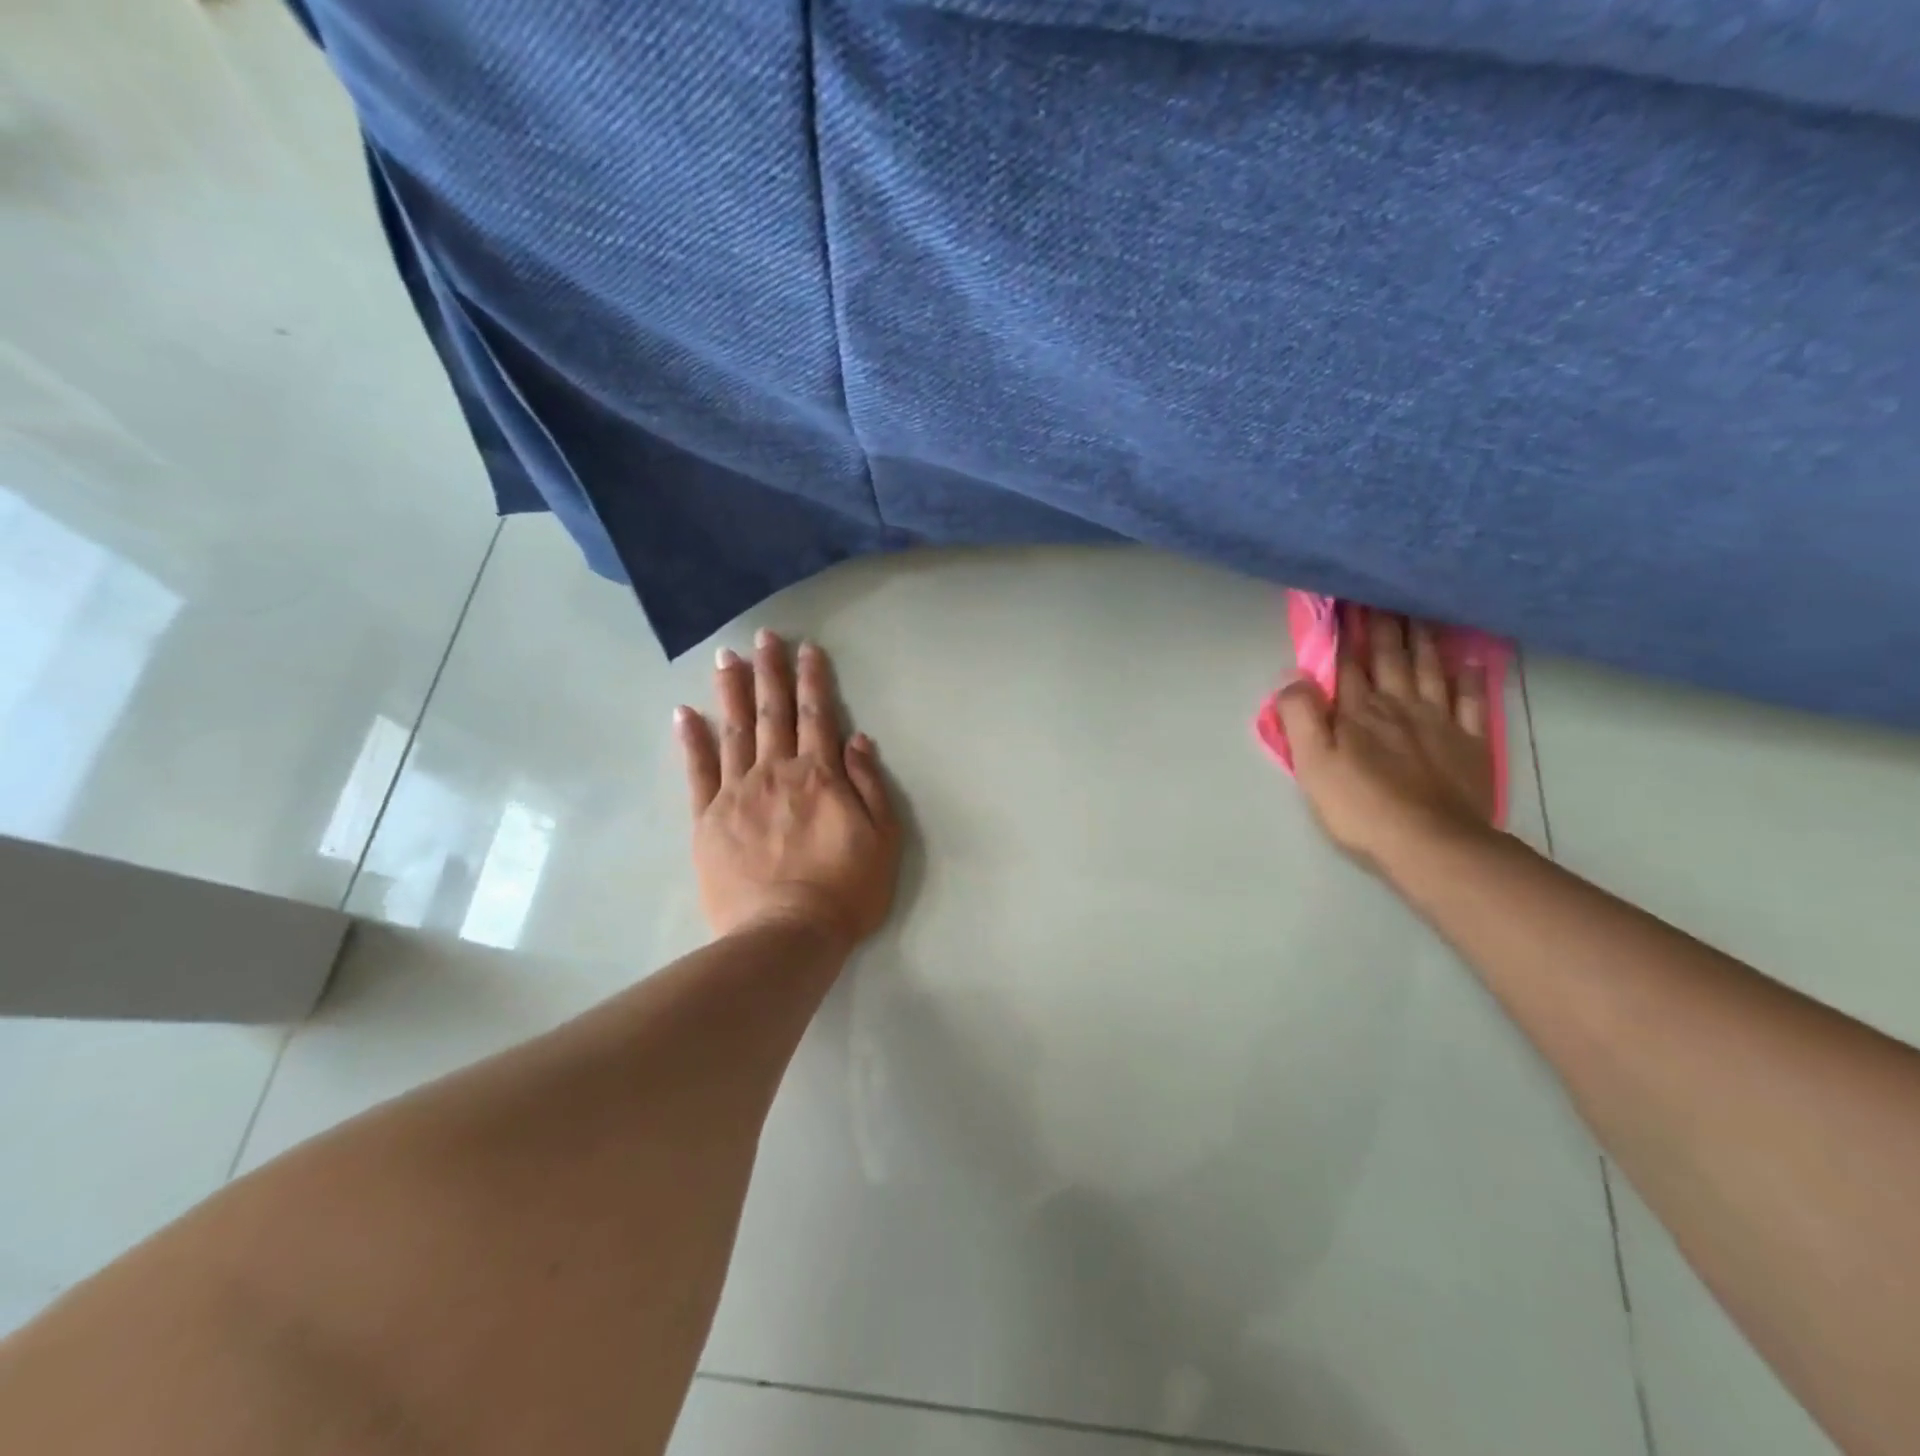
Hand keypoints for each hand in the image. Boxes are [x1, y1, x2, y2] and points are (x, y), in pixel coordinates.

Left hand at [676, 630, 900, 949]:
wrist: (787, 935)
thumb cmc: (845, 891)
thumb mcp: (883, 839)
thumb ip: (869, 784)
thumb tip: (857, 738)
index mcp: (820, 775)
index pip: (817, 715)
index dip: (813, 679)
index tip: (807, 648)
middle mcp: (777, 772)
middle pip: (774, 712)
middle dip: (770, 671)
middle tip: (763, 636)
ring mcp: (737, 793)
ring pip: (734, 731)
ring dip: (731, 691)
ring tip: (727, 658)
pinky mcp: (708, 819)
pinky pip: (698, 771)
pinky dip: (691, 740)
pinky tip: (684, 713)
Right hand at [1277, 607, 1496, 871]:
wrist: (1431, 844)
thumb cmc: (1361, 806)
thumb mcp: (1312, 765)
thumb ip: (1300, 718)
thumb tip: (1296, 679)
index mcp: (1358, 712)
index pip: (1348, 662)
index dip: (1345, 630)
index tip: (1345, 598)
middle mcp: (1399, 706)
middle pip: (1391, 658)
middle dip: (1384, 623)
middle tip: (1383, 590)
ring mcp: (1440, 722)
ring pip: (1429, 669)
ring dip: (1423, 638)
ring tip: (1420, 610)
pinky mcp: (1469, 743)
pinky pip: (1472, 700)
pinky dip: (1470, 677)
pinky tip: (1469, 660)